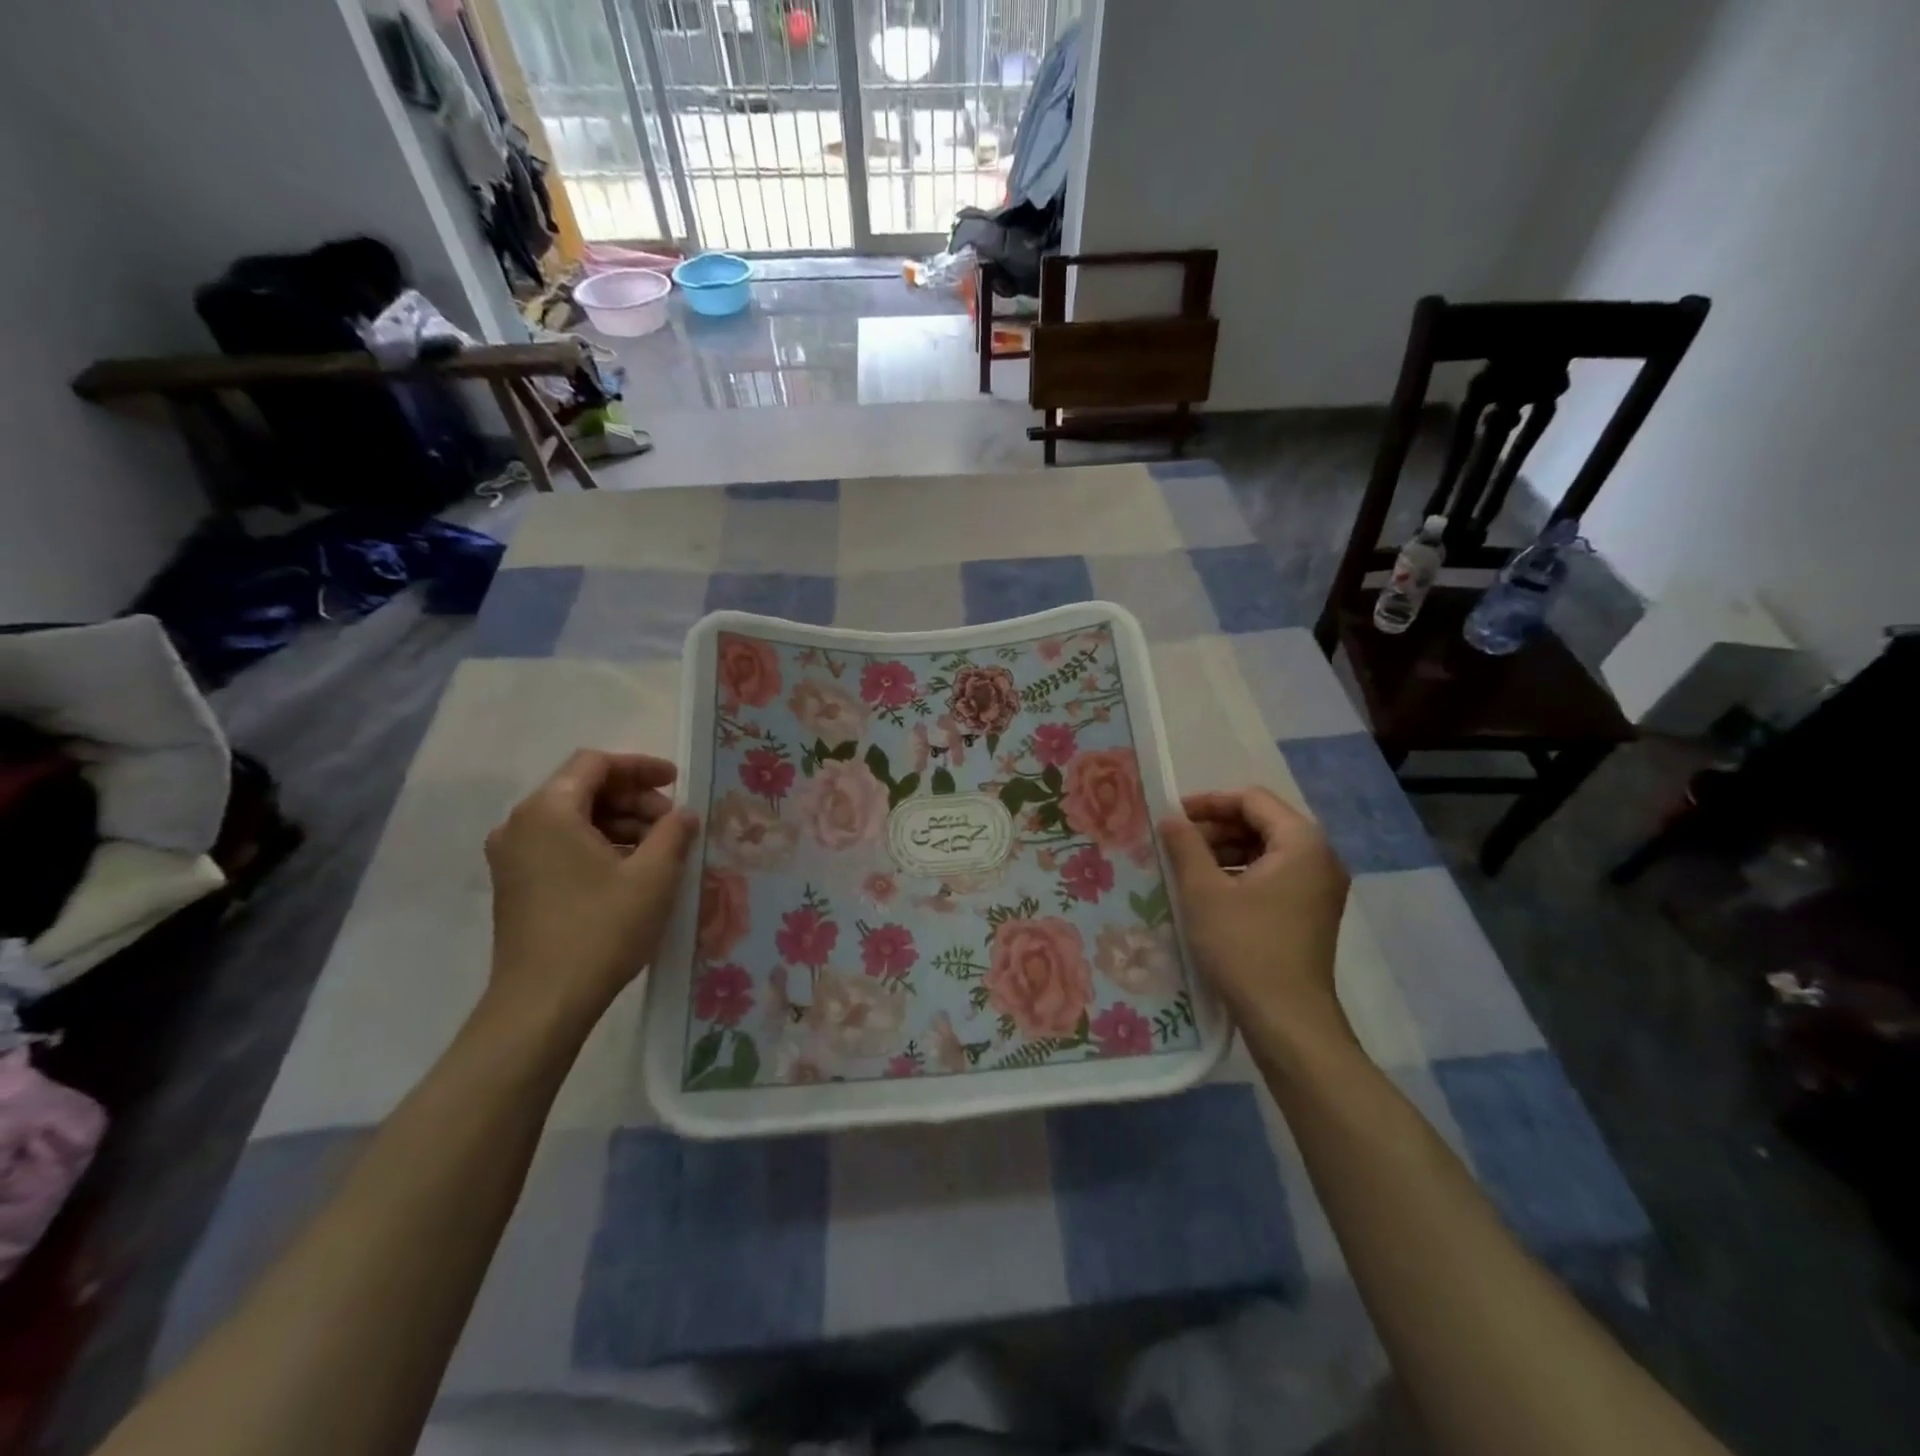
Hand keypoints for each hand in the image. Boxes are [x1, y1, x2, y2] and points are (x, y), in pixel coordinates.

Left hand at [484, 750, 697, 1032]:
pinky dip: (598, 845)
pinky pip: (561, 844)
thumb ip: (674, 832)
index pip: (596, 763)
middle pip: (583, 788)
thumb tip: (684, 814)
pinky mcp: (516, 884)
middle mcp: (521, 824)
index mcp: (548, 810)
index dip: (641, 767)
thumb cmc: (600, 930)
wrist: (541, 1003)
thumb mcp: (653, 876)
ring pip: (573, 818)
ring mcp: (513, 856)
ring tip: (658, 850)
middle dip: (633, 798)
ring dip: (619, 823)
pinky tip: (630, 870)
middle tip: (673, 823)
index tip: (677, 782)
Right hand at [1159, 787, 1353, 1053]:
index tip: (1173, 815)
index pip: (1252, 800)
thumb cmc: (1245, 947)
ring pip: (1267, 850)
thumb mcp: (1204, 892)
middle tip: (1176, 843)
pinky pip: (1274, 875)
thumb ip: (1185, 846)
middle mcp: (1320, 857)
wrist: (1288, 1020)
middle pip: (1262, 822)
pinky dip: (1241, 874)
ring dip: (1226, 851)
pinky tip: (1209, 891)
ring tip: (1186, 867)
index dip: (1210, 802)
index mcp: (1301, 842)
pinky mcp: (1311, 912)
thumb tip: (1170, 818)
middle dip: (1216, 828)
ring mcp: (1319, 887)